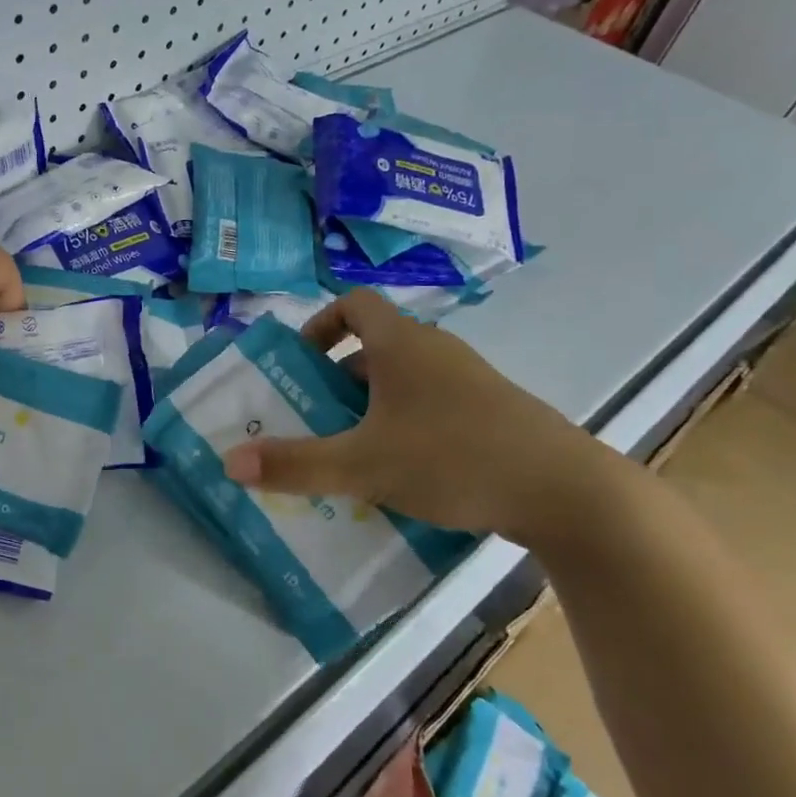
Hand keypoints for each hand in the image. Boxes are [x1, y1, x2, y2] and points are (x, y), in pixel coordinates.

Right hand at [221, 289, 623, 544]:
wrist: (566, 492)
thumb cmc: (453, 458)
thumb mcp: (362, 465)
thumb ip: (295, 464)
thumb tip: (229, 462)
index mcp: (402, 345)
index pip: (354, 304)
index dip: (320, 325)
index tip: (302, 363)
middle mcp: (436, 351)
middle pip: (375, 346)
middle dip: (337, 378)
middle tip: (314, 419)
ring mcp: (470, 382)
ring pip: (404, 381)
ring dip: (371, 407)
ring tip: (351, 453)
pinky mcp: (493, 414)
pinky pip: (433, 406)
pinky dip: (406, 426)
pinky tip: (402, 474)